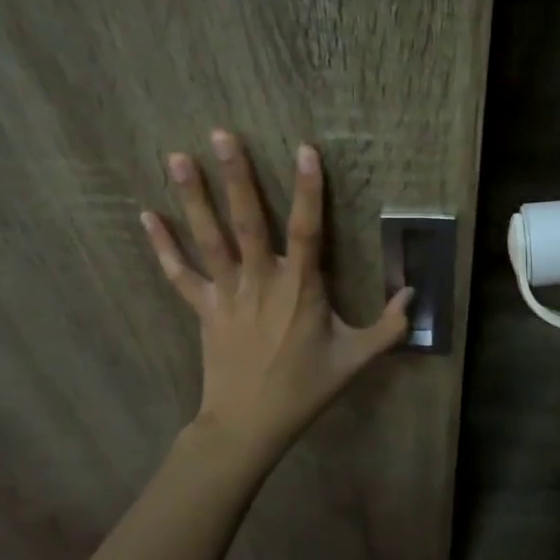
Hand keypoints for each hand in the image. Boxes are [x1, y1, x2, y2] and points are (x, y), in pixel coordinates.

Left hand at [141, 130, 411, 467]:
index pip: (307, 229)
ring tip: (178, 157)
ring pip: (209, 238)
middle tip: (222, 134)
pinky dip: (162, 245)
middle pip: (247, 220)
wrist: (248, 425)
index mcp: (300, 288)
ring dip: (193, 197)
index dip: (307, 189)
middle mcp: (260, 281)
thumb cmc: (304, 389)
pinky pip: (179, 273)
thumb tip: (413, 294)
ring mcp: (226, 293)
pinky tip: (146, 215)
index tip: (304, 149)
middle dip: (236, 175)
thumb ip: (389, 326)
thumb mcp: (356, 360)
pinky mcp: (202, 308)